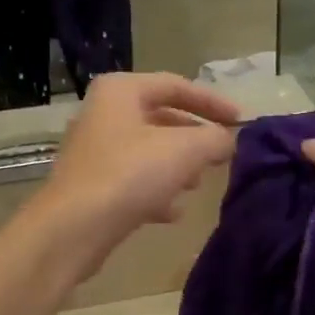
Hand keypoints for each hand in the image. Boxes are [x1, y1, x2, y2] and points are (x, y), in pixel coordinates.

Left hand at [34, 73, 239, 277]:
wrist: (73, 229)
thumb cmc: (130, 175)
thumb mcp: (186, 150)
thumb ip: (215, 139)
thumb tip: (229, 140)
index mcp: (120, 91)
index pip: (176, 85)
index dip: (212, 102)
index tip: (240, 122)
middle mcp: (103, 114)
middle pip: (161, 119)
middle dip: (194, 138)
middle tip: (220, 156)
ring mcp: (94, 152)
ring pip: (147, 152)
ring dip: (177, 167)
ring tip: (198, 185)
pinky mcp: (92, 187)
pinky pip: (133, 182)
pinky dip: (156, 192)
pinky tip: (174, 212)